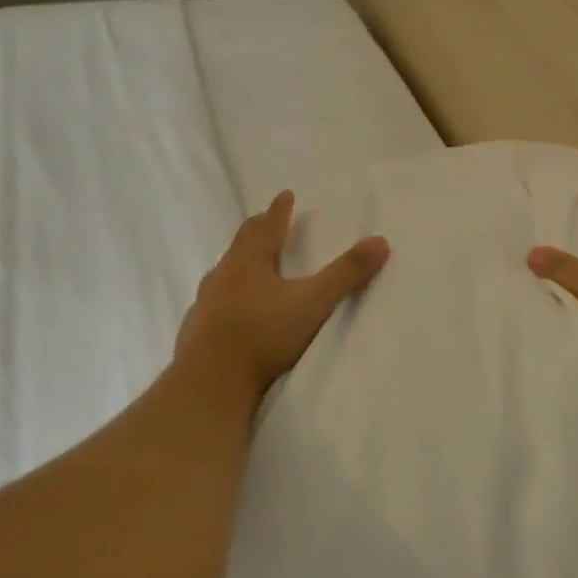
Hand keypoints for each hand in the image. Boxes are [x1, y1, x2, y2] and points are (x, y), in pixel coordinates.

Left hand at [176, 190, 389, 396]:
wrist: (211, 382)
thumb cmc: (263, 335)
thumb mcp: (313, 302)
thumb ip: (346, 274)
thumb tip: (381, 241)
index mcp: (248, 261)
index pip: (266, 227)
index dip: (279, 211)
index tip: (285, 195)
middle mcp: (222, 275)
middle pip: (240, 245)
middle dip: (257, 232)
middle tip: (266, 222)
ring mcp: (205, 304)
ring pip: (224, 275)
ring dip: (240, 266)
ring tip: (251, 267)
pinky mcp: (197, 331)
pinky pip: (214, 304)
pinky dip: (228, 299)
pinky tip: (233, 312)